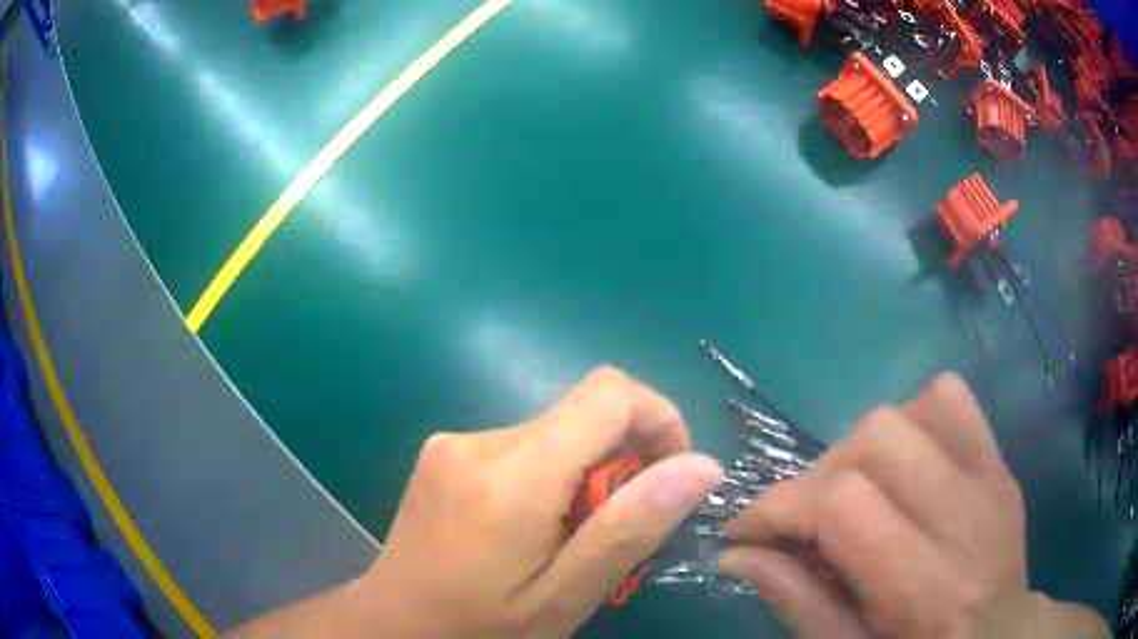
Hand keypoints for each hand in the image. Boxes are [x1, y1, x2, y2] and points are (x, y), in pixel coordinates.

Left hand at [355, 367, 722, 637]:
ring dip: (582, 476)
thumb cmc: (480, 628)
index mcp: (512, 478)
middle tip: (612, 533)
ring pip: (554, 432)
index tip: (670, 476)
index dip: (659, 419)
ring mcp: (454, 442)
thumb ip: (631, 527)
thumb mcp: (566, 596)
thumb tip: (702, 465)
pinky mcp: (444, 451)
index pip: (610, 394)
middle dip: (621, 463)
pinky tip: (528, 530)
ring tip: (566, 540)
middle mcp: (479, 442)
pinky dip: (548, 477)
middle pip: (583, 415)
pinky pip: (522, 445)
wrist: (393, 625)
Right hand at [719, 373, 1108, 638]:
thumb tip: (735, 555)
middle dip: (818, 476)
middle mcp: (966, 520)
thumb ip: (795, 604)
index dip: (781, 508)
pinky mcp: (999, 460)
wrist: (996, 636)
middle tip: (803, 520)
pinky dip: (911, 419)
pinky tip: (901, 465)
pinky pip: (952, 400)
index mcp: (926, 589)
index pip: (846, 506)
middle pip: (878, 439)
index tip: (748, 533)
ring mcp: (992, 479)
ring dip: (863, 447)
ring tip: (853, 493)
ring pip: (912, 408)